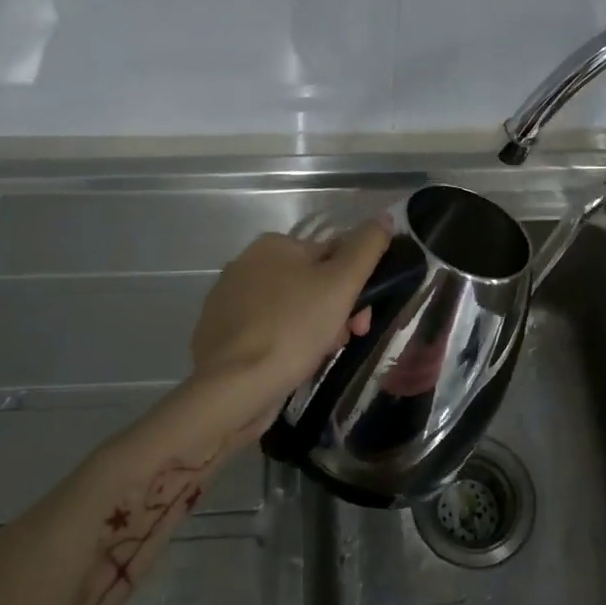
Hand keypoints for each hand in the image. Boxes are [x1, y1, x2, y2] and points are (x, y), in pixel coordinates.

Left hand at [187, 219, 391, 432]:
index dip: (357, 286)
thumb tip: (384, 217)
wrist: (234, 388)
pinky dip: (284, 345)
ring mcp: (229, 301)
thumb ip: (367, 246)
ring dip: (314, 330)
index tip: (362, 320)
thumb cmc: (293, 328)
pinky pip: (268, 333)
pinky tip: (291, 365)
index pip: (332, 255)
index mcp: (274, 245)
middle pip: (312, 284)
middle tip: (342, 341)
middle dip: (335, 312)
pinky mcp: (220, 335)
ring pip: (292, 310)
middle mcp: (246, 265)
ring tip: (317, 357)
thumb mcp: (341, 282)